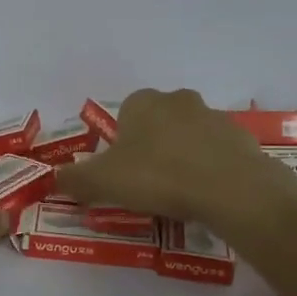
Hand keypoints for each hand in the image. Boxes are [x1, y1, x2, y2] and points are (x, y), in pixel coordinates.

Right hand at [56, 89, 296, 230]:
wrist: (229, 187)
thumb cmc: (158, 176)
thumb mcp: (102, 181)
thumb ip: (74, 179)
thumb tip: (55, 179)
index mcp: (143, 102)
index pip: (123, 116)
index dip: (119, 145)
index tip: (121, 173)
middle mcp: (178, 100)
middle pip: (157, 124)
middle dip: (151, 149)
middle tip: (147, 185)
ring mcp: (214, 116)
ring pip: (188, 137)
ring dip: (181, 158)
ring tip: (178, 194)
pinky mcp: (241, 138)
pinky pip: (216, 153)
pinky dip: (209, 170)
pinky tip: (206, 195)